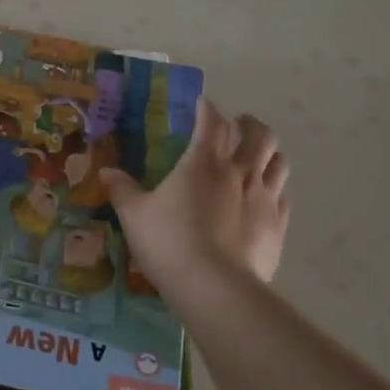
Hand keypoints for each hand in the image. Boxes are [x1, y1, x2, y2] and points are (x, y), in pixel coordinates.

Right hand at [100, 98, 288, 288]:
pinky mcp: (278, 225)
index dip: (208, 109)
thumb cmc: (169, 242)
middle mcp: (239, 173)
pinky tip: (268, 194)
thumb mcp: (134, 215)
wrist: (214, 286)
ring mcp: (264, 198)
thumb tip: (106, 172)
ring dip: (269, 152)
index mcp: (203, 163)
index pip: (212, 122)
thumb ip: (122, 190)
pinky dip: (276, 187)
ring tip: (259, 155)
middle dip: (250, 124)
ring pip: (278, 162)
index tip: (203, 103)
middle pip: (259, 136)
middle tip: (240, 124)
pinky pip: (284, 196)